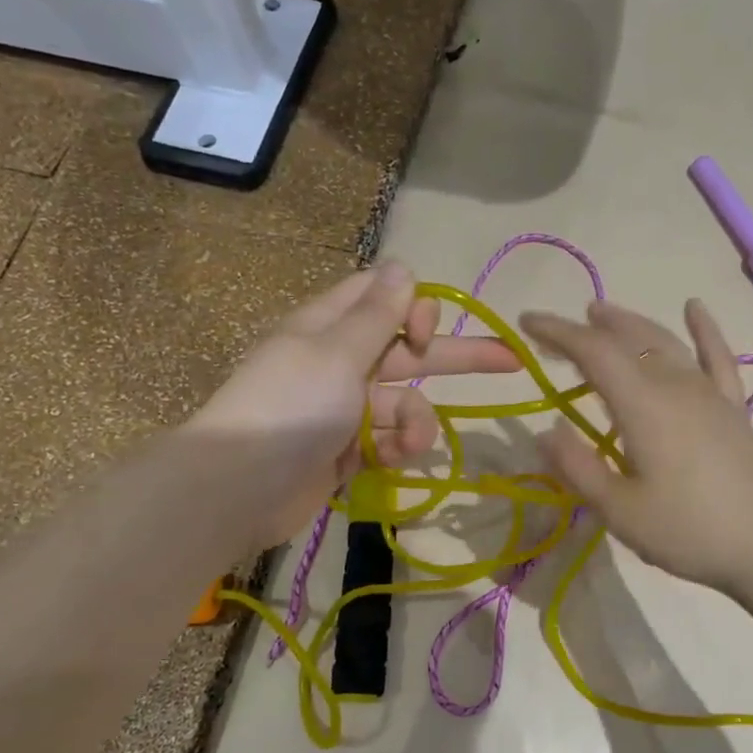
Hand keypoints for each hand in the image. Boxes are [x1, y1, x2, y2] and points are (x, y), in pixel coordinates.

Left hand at [192, 262, 519, 549]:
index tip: (424, 332)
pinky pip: (389, 438)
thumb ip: (377, 314)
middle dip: (456, 356)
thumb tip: (404, 264)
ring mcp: (346, 408)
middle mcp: (341, 361)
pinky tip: (389, 460)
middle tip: (511, 361)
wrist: (241, 488)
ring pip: (406, 402)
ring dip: (415, 422)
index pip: (384, 297)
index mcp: (331, 327)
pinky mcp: (349, 449)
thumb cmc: (290, 406)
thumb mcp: (337, 352)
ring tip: (406, 445)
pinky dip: (395, 448)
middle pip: (409, 350)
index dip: (415, 308)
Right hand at [520, 299, 752, 599]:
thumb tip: (546, 431)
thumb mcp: (621, 511)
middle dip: (587, 328)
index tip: (525, 323)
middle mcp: (676, 385)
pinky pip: (717, 357)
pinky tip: (694, 308)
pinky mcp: (734, 408)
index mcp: (643, 405)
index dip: (557, 332)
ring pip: (664, 342)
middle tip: (556, 329)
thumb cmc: (691, 532)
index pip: (593, 352)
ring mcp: (710, 393)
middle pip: (627, 340)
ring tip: (602, 311)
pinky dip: (704, 330)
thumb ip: (579, 469)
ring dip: (630, 322)